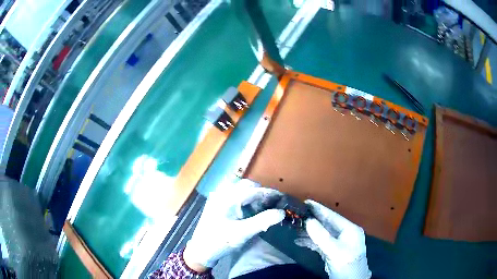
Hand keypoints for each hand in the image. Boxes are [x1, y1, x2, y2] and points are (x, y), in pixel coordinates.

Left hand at [184, 179, 284, 269]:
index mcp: (228, 198)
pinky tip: (250, 210)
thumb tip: (281, 212)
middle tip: (273, 204)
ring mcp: (218, 198)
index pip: (253, 190)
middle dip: (261, 193)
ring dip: (253, 195)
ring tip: (263, 207)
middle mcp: (222, 194)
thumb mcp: (243, 233)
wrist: (200, 251)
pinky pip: (234, 196)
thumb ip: (263, 221)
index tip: (282, 198)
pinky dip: (245, 200)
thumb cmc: (220, 241)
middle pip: (246, 186)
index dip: (269, 194)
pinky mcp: (217, 205)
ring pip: (240, 190)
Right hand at [295, 200, 370, 278]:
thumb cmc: (346, 262)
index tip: (306, 202)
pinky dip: (310, 242)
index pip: (333, 216)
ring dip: (309, 232)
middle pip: (326, 224)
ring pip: (322, 233)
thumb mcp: (334, 249)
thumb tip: (308, 221)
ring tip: (295, 228)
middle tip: (298, 214)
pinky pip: (320, 243)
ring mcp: (338, 243)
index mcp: (349, 229)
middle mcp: (344, 233)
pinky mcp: (332, 251)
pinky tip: (299, 241)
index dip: (319, 209)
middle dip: (313, 220)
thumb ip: (321, 235)